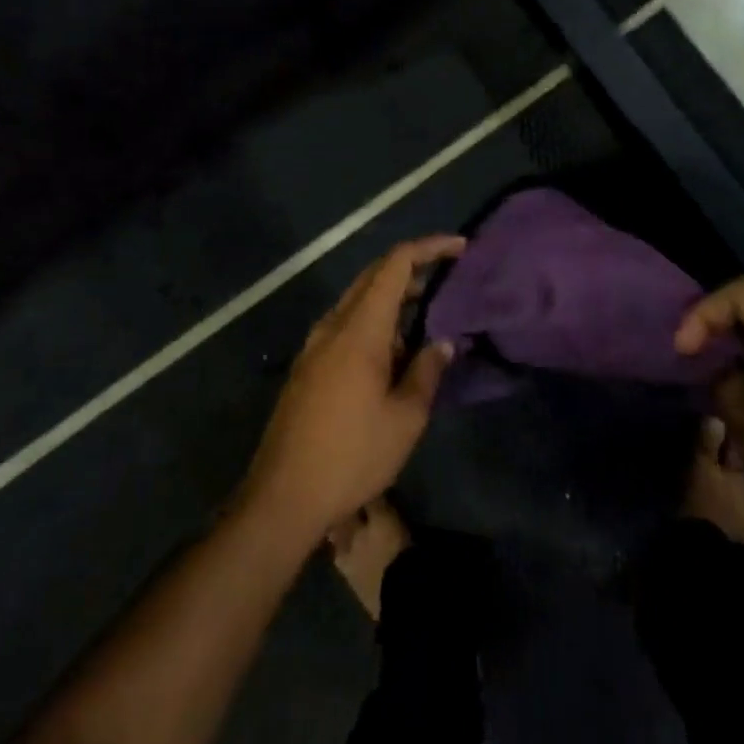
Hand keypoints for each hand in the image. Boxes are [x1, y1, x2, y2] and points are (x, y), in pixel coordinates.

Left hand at [241, 236, 465, 545]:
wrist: (283, 495)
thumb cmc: (352, 455)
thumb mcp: (405, 418)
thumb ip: (427, 371)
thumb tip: (443, 342)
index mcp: (359, 329)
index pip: (394, 265)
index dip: (428, 248)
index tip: (460, 248)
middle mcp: (333, 325)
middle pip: (373, 276)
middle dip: (412, 268)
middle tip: (448, 276)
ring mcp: (315, 345)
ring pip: (358, 301)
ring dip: (392, 298)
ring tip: (428, 315)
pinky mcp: (307, 366)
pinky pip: (345, 325)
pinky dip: (375, 321)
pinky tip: (394, 351)